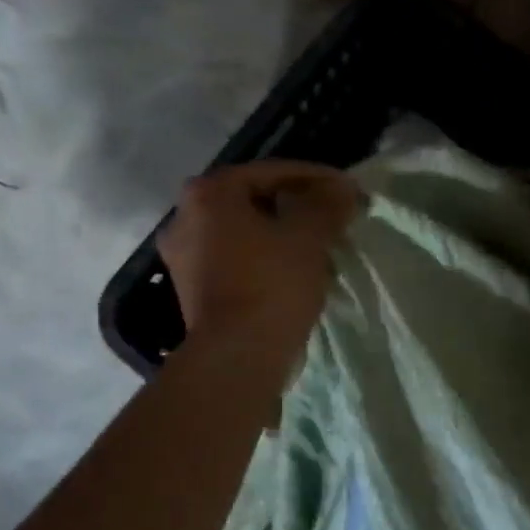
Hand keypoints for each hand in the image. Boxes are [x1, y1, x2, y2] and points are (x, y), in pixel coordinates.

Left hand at [159, 161, 363, 359]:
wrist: (237, 356)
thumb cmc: (271, 284)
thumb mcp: (309, 237)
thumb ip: (327, 204)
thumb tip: (344, 189)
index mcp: (208, 193)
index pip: (272, 172)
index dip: (316, 178)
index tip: (347, 191)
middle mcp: (184, 217)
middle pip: (254, 200)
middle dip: (296, 206)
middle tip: (332, 217)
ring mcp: (183, 256)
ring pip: (244, 231)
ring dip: (280, 233)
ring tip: (319, 245)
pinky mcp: (191, 289)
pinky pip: (235, 259)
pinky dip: (263, 258)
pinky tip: (292, 270)